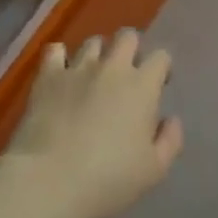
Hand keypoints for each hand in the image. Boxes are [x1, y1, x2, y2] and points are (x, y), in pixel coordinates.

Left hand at [2, 30, 183, 217]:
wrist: (49, 181)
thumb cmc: (108, 178)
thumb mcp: (154, 169)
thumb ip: (170, 140)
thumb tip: (171, 120)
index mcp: (142, 86)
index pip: (161, 57)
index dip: (162, 68)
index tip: (158, 87)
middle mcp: (112, 68)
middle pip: (128, 37)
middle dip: (132, 49)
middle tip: (127, 75)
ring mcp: (77, 69)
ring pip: (93, 42)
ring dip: (98, 54)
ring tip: (94, 75)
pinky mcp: (47, 77)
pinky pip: (55, 51)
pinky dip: (60, 58)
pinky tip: (61, 73)